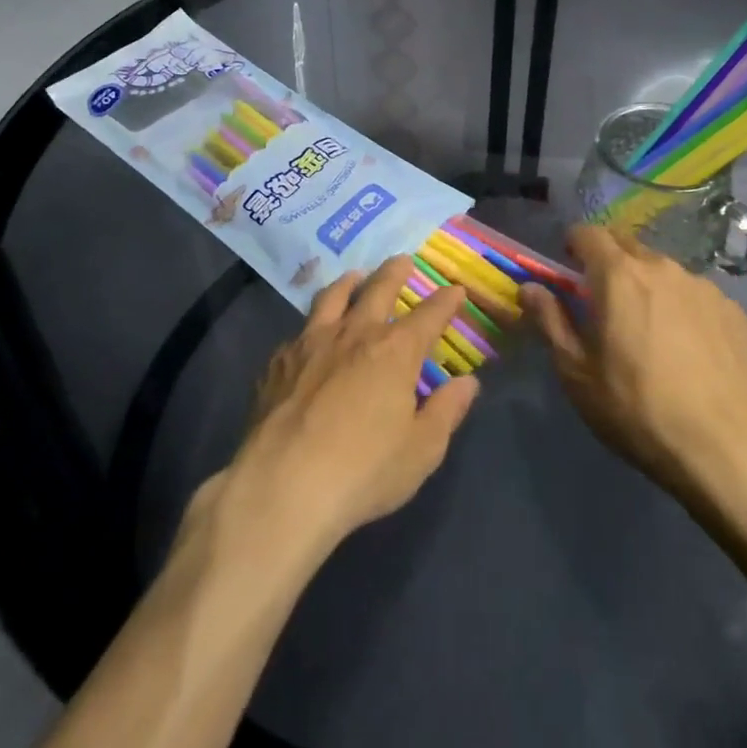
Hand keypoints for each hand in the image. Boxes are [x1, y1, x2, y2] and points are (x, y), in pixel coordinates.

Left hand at [215, 257, 480, 562]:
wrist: (282, 486)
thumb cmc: (363, 471)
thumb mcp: (422, 450)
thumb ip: (446, 411)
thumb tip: (467, 382)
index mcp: (395, 351)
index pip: (428, 315)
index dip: (446, 301)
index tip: (456, 290)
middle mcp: (355, 334)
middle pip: (378, 290)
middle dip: (394, 273)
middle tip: (402, 260)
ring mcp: (311, 343)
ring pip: (333, 298)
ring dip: (349, 283)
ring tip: (354, 277)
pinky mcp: (278, 362)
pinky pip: (300, 331)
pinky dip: (312, 325)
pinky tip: (309, 336)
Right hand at [522, 224, 746, 505]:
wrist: (724, 450)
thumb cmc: (636, 409)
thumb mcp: (577, 373)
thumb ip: (550, 321)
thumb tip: (530, 288)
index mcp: (618, 275)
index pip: (588, 233)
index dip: (573, 245)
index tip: (568, 268)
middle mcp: (662, 267)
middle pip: (627, 246)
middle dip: (609, 261)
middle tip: (603, 300)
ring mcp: (702, 286)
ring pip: (664, 270)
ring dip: (647, 285)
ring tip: (649, 328)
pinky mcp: (733, 310)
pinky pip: (695, 295)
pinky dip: (682, 307)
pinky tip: (687, 348)